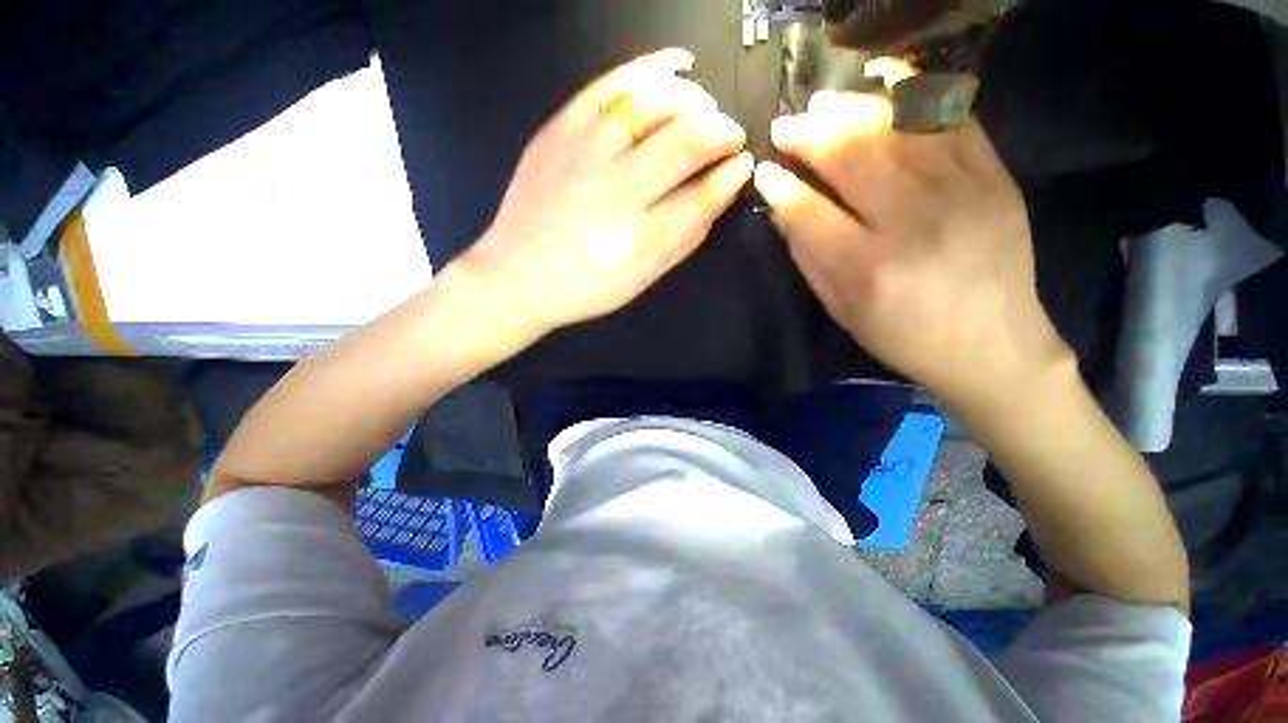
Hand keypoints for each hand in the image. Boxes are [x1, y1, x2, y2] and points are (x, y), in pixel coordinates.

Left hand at [456, 48, 753, 337]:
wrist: (516, 276)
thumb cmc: (584, 288)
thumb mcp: (641, 279)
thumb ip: (683, 239)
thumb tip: (718, 194)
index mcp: (639, 240)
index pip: (703, 195)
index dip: (731, 176)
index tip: (743, 166)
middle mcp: (615, 192)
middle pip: (686, 142)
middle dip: (722, 133)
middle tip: (731, 137)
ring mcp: (584, 154)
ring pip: (654, 104)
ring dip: (694, 101)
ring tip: (706, 109)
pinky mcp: (559, 130)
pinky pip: (611, 84)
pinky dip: (651, 69)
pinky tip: (677, 67)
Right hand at [754, 91, 1071, 408]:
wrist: (992, 344)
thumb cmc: (902, 335)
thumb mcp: (841, 308)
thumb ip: (808, 256)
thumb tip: (783, 207)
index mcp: (867, 268)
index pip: (809, 211)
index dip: (780, 186)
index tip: (763, 171)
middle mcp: (914, 222)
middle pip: (851, 157)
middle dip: (809, 135)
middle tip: (785, 128)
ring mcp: (962, 191)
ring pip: (897, 128)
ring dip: (851, 109)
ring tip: (823, 105)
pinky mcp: (994, 176)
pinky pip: (950, 119)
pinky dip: (914, 95)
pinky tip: (884, 84)